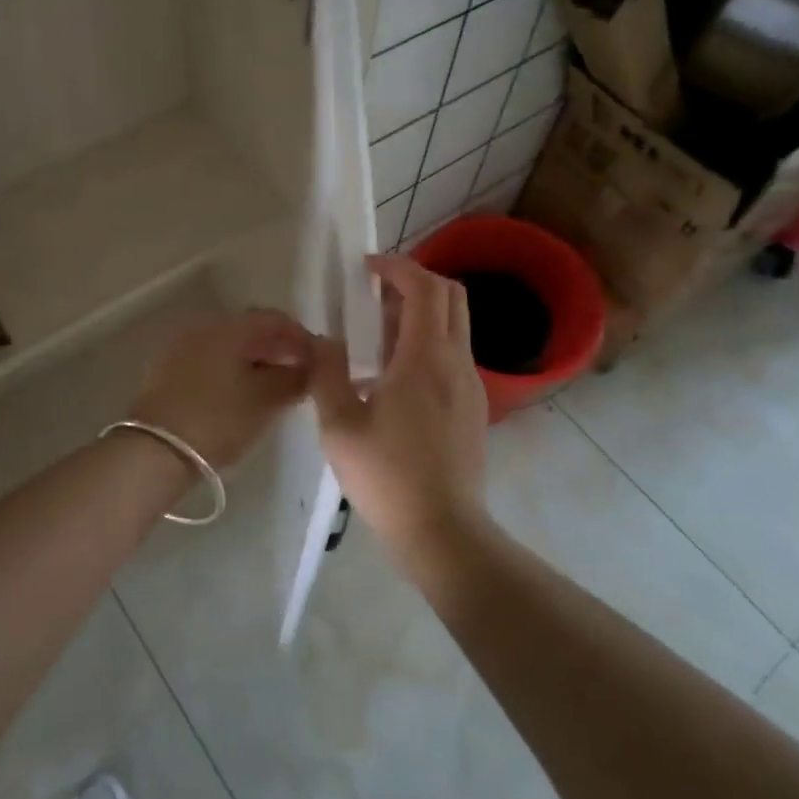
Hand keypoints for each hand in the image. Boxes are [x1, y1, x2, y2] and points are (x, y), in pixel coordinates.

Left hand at [130, 309, 312, 469]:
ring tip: (274, 388)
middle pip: (250, 330)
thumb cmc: (217, 420)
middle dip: (278, 349)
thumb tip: (310, 367)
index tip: (318, 361)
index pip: (275, 319)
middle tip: (299, 375)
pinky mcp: (167, 369)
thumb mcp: (265, 401)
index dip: (301, 337)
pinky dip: (231, 370)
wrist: (154, 452)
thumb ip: (293, 379)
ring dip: (254, 360)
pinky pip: (209, 359)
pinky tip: (242, 394)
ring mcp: (181, 346)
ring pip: (229, 346)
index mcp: (229, 327)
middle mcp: (203, 326)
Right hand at [308, 254, 489, 556]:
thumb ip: (326, 372)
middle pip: (451, 295)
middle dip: (415, 281)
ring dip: (422, 313)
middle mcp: (457, 361)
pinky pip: (454, 354)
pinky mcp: (475, 406)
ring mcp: (472, 384)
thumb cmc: (387, 476)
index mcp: (425, 358)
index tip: (366, 269)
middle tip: (375, 294)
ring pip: (456, 324)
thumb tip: (323, 341)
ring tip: (378, 336)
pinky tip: (396, 377)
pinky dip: (429, 342)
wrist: (443, 531)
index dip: (396, 266)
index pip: (424, 286)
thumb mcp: (338, 425)